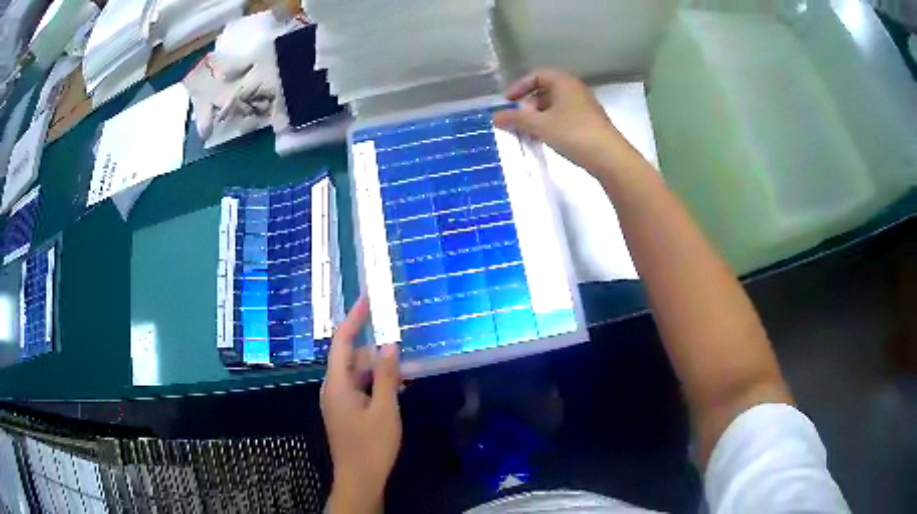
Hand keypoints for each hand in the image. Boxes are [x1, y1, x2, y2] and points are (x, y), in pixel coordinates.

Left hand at [321, 297, 401, 513]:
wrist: (360, 478)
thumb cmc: (372, 445)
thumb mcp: (385, 409)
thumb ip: (388, 376)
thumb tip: (389, 344)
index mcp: (337, 384)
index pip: (341, 342)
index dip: (354, 319)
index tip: (367, 299)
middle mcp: (333, 388)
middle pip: (351, 358)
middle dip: (375, 353)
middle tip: (403, 353)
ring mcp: (338, 401)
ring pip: (357, 375)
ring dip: (378, 372)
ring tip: (405, 376)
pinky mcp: (345, 412)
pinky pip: (359, 389)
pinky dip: (375, 385)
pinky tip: (396, 391)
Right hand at [493, 68, 627, 174]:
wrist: (610, 158)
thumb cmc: (573, 133)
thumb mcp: (540, 125)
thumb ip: (515, 119)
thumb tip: (494, 117)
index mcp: (564, 82)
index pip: (537, 75)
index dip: (519, 86)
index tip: (507, 102)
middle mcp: (575, 90)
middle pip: (545, 89)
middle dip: (528, 103)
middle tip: (519, 119)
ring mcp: (584, 106)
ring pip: (555, 105)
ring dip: (539, 116)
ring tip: (529, 132)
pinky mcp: (589, 123)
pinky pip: (564, 116)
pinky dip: (551, 123)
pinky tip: (546, 139)